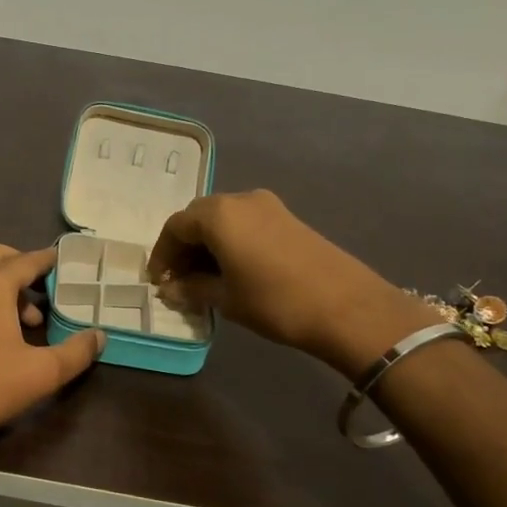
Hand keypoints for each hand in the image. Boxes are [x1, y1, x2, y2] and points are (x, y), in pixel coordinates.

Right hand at [149, 190, 416, 367]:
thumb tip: (170, 289)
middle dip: (183, 247)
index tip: (158, 282)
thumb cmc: (275, 302)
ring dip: (207, 244)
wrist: (347, 307)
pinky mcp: (288, 218)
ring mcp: (268, 206)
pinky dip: (230, 242)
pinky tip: (232, 270)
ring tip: (203, 278)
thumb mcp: (226, 299)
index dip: (162, 255)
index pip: (175, 227)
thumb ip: (192, 289)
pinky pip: (245, 223)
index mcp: (218, 214)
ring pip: (223, 219)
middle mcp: (240, 199)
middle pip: (198, 217)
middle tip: (178, 280)